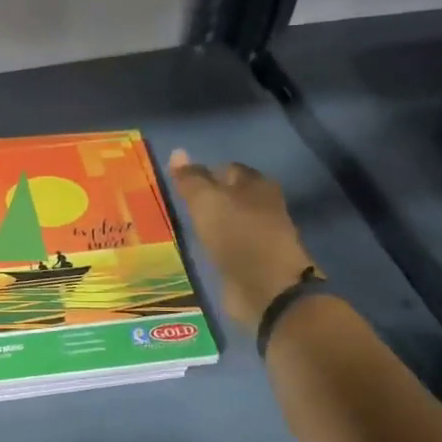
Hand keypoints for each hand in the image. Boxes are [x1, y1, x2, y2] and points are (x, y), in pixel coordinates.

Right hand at [166, 149, 316, 333]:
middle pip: (229, 196)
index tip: (179, 185)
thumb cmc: (237, 235)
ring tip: (183, 228)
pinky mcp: (253, 262)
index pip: (226, 169)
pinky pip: (228, 246)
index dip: (203, 173)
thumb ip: (190, 179)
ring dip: (210, 224)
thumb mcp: (206, 201)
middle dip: (207, 199)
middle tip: (178, 206)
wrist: (265, 289)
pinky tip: (198, 250)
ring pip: (228, 221)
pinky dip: (214, 246)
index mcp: (257, 184)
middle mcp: (262, 206)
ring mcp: (259, 236)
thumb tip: (177, 152)